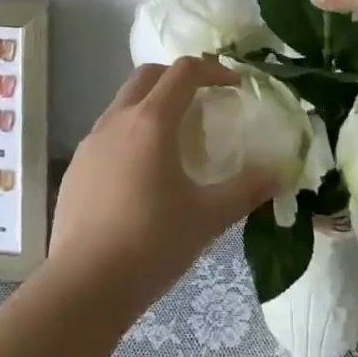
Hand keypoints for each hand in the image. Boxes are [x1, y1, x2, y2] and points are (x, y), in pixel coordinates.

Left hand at [48, 58, 277, 316]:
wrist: (83, 286)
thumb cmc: (151, 244)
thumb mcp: (208, 217)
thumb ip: (247, 190)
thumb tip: (282, 174)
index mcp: (151, 121)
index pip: (184, 72)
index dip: (213, 70)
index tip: (234, 87)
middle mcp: (117, 120)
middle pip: (148, 75)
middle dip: (178, 79)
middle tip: (202, 102)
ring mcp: (91, 142)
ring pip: (124, 103)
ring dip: (151, 105)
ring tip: (174, 140)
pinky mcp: (76, 168)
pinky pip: (107, 133)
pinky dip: (130, 134)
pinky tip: (141, 175)